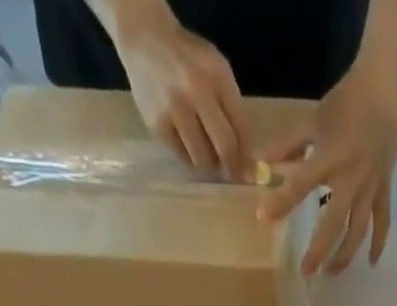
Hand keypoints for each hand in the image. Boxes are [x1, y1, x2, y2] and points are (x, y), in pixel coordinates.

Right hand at [114, 2, 250, 178]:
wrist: (146, 40)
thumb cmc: (189, 60)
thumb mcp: (217, 71)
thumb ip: (233, 108)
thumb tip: (247, 156)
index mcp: (217, 76)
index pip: (240, 127)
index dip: (247, 155)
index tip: (250, 172)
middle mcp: (195, 92)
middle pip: (224, 146)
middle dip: (232, 167)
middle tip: (232, 175)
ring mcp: (174, 110)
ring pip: (202, 158)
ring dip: (210, 166)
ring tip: (210, 160)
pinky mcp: (157, 125)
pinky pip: (181, 157)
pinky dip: (190, 159)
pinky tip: (190, 149)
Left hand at [258, 57, 396, 273]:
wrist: (382, 91)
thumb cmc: (344, 105)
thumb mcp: (312, 121)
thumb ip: (287, 146)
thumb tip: (259, 163)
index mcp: (329, 157)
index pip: (301, 184)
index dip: (281, 202)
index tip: (262, 218)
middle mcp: (351, 178)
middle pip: (334, 222)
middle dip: (319, 249)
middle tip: (305, 271)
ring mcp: (370, 187)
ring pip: (359, 229)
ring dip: (345, 254)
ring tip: (331, 273)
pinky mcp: (384, 189)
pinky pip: (382, 222)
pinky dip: (378, 243)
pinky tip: (370, 263)